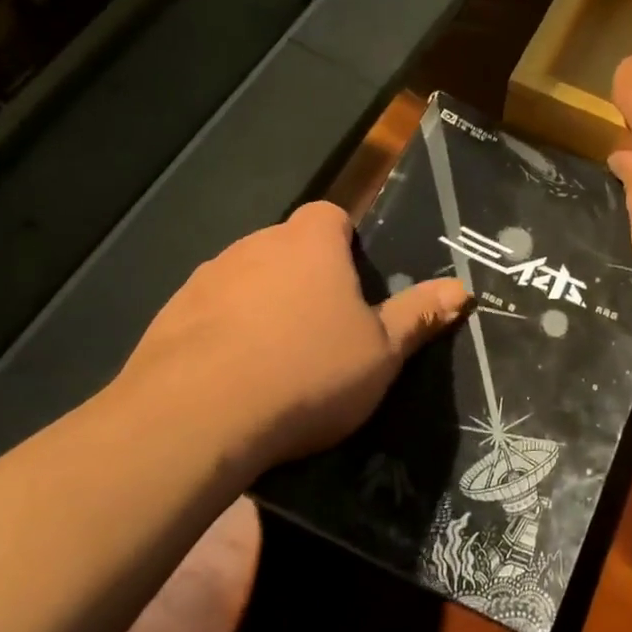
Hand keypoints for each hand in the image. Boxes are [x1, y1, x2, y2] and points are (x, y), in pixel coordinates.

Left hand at [102, 202, 468, 481]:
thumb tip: (461, 288)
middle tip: (324, 332)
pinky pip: (209, 313)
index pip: (331, 216)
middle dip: (305, 279)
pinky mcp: (169, 313)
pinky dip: (223, 333)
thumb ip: (418, 315)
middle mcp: (256, 245)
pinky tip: (232, 378)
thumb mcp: (381, 352)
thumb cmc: (309, 372)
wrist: (200, 415)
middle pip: (287, 248)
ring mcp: (207, 277)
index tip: (354, 286)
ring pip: (246, 281)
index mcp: (311, 243)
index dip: (345, 243)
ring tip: (276, 361)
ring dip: (262, 306)